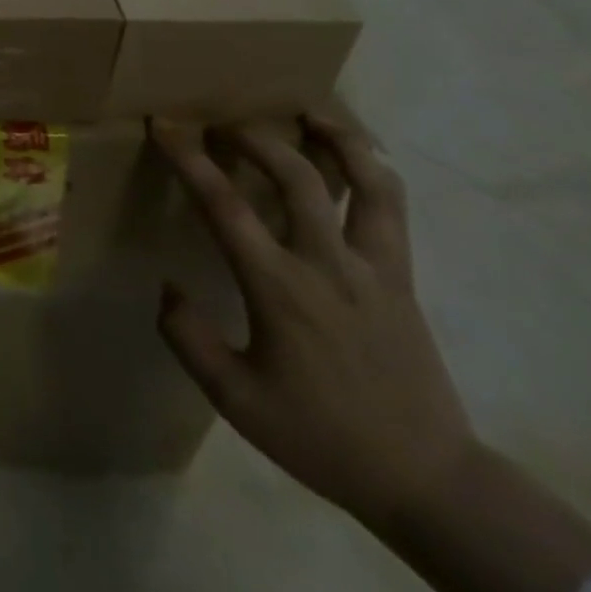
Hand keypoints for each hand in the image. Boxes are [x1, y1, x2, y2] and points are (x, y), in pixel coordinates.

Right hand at [151, 117, 475, 530]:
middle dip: (252, 136)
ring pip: (364, 181)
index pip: (223, 205)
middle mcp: (328, 263)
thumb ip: (189, 340)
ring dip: (334, 137)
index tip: (163, 125)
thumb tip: (166, 286)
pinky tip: (356, 153)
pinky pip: (393, 207)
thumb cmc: (322, 437)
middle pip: (293, 175)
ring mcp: (374, 266)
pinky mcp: (403, 275)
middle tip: (222, 123)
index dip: (188, 158)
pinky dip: (373, 168)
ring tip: (307, 111)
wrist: (426, 480)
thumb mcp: (237, 401)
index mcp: (279, 289)